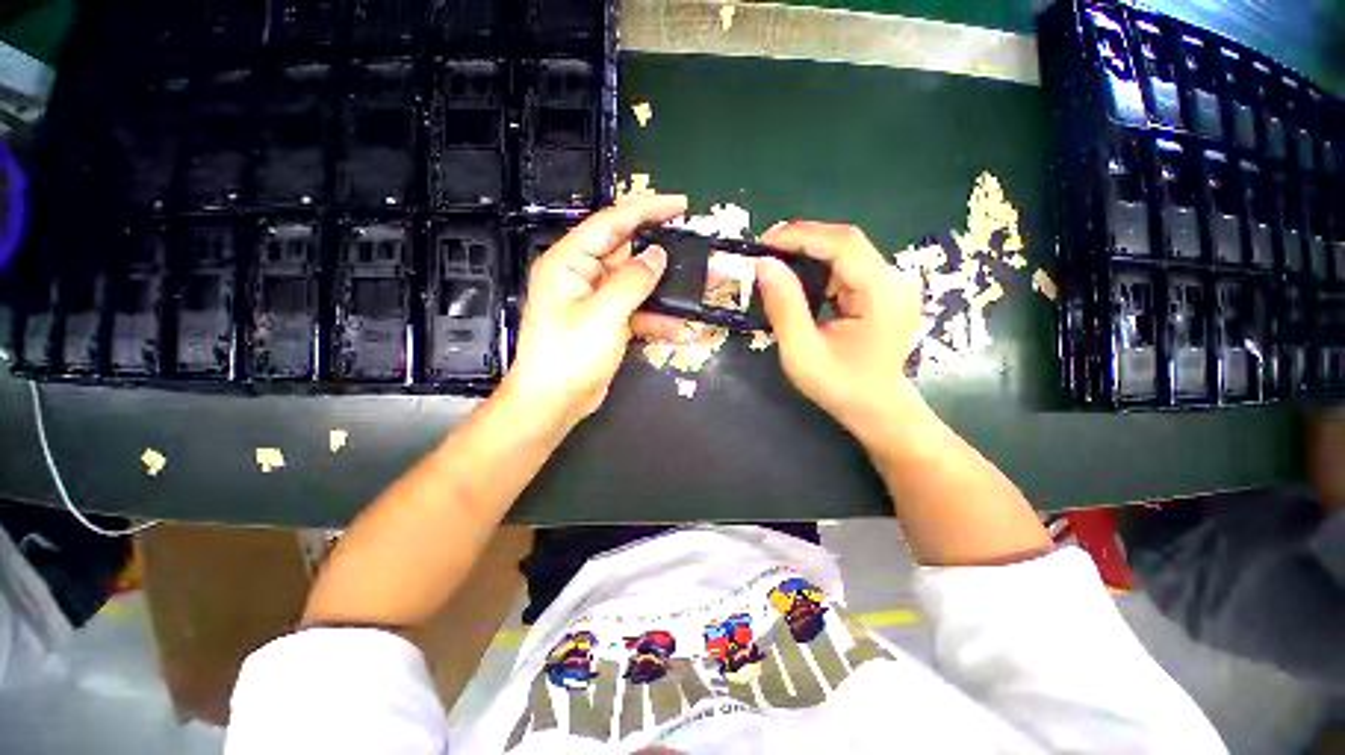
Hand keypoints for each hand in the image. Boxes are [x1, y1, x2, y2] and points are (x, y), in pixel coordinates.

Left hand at [500, 195, 688, 429]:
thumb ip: (632, 282)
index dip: (646, 209)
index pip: (610, 223)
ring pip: (636, 284)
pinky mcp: (608, 323)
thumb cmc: (569, 356)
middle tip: (695, 248)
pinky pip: (636, 311)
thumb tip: (658, 255)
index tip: (680, 204)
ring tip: (697, 286)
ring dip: (664, 289)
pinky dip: (656, 318)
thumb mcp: (602, 315)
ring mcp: (597, 301)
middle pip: (627, 253)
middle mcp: (582, 276)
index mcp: (569, 263)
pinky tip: (680, 328)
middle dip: (661, 253)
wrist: (555, 403)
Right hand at [755, 222, 923, 436]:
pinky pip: (848, 268)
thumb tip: (764, 265)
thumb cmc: (841, 387)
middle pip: (847, 242)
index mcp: (881, 293)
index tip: (764, 241)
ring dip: (810, 251)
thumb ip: (784, 307)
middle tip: (765, 249)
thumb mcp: (802, 351)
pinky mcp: (882, 292)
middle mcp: (893, 280)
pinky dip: (820, 267)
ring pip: (847, 251)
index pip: (843, 244)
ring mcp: (891, 285)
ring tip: (776, 261)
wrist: (878, 410)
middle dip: (803, 239)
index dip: (801, 235)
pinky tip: (799, 278)